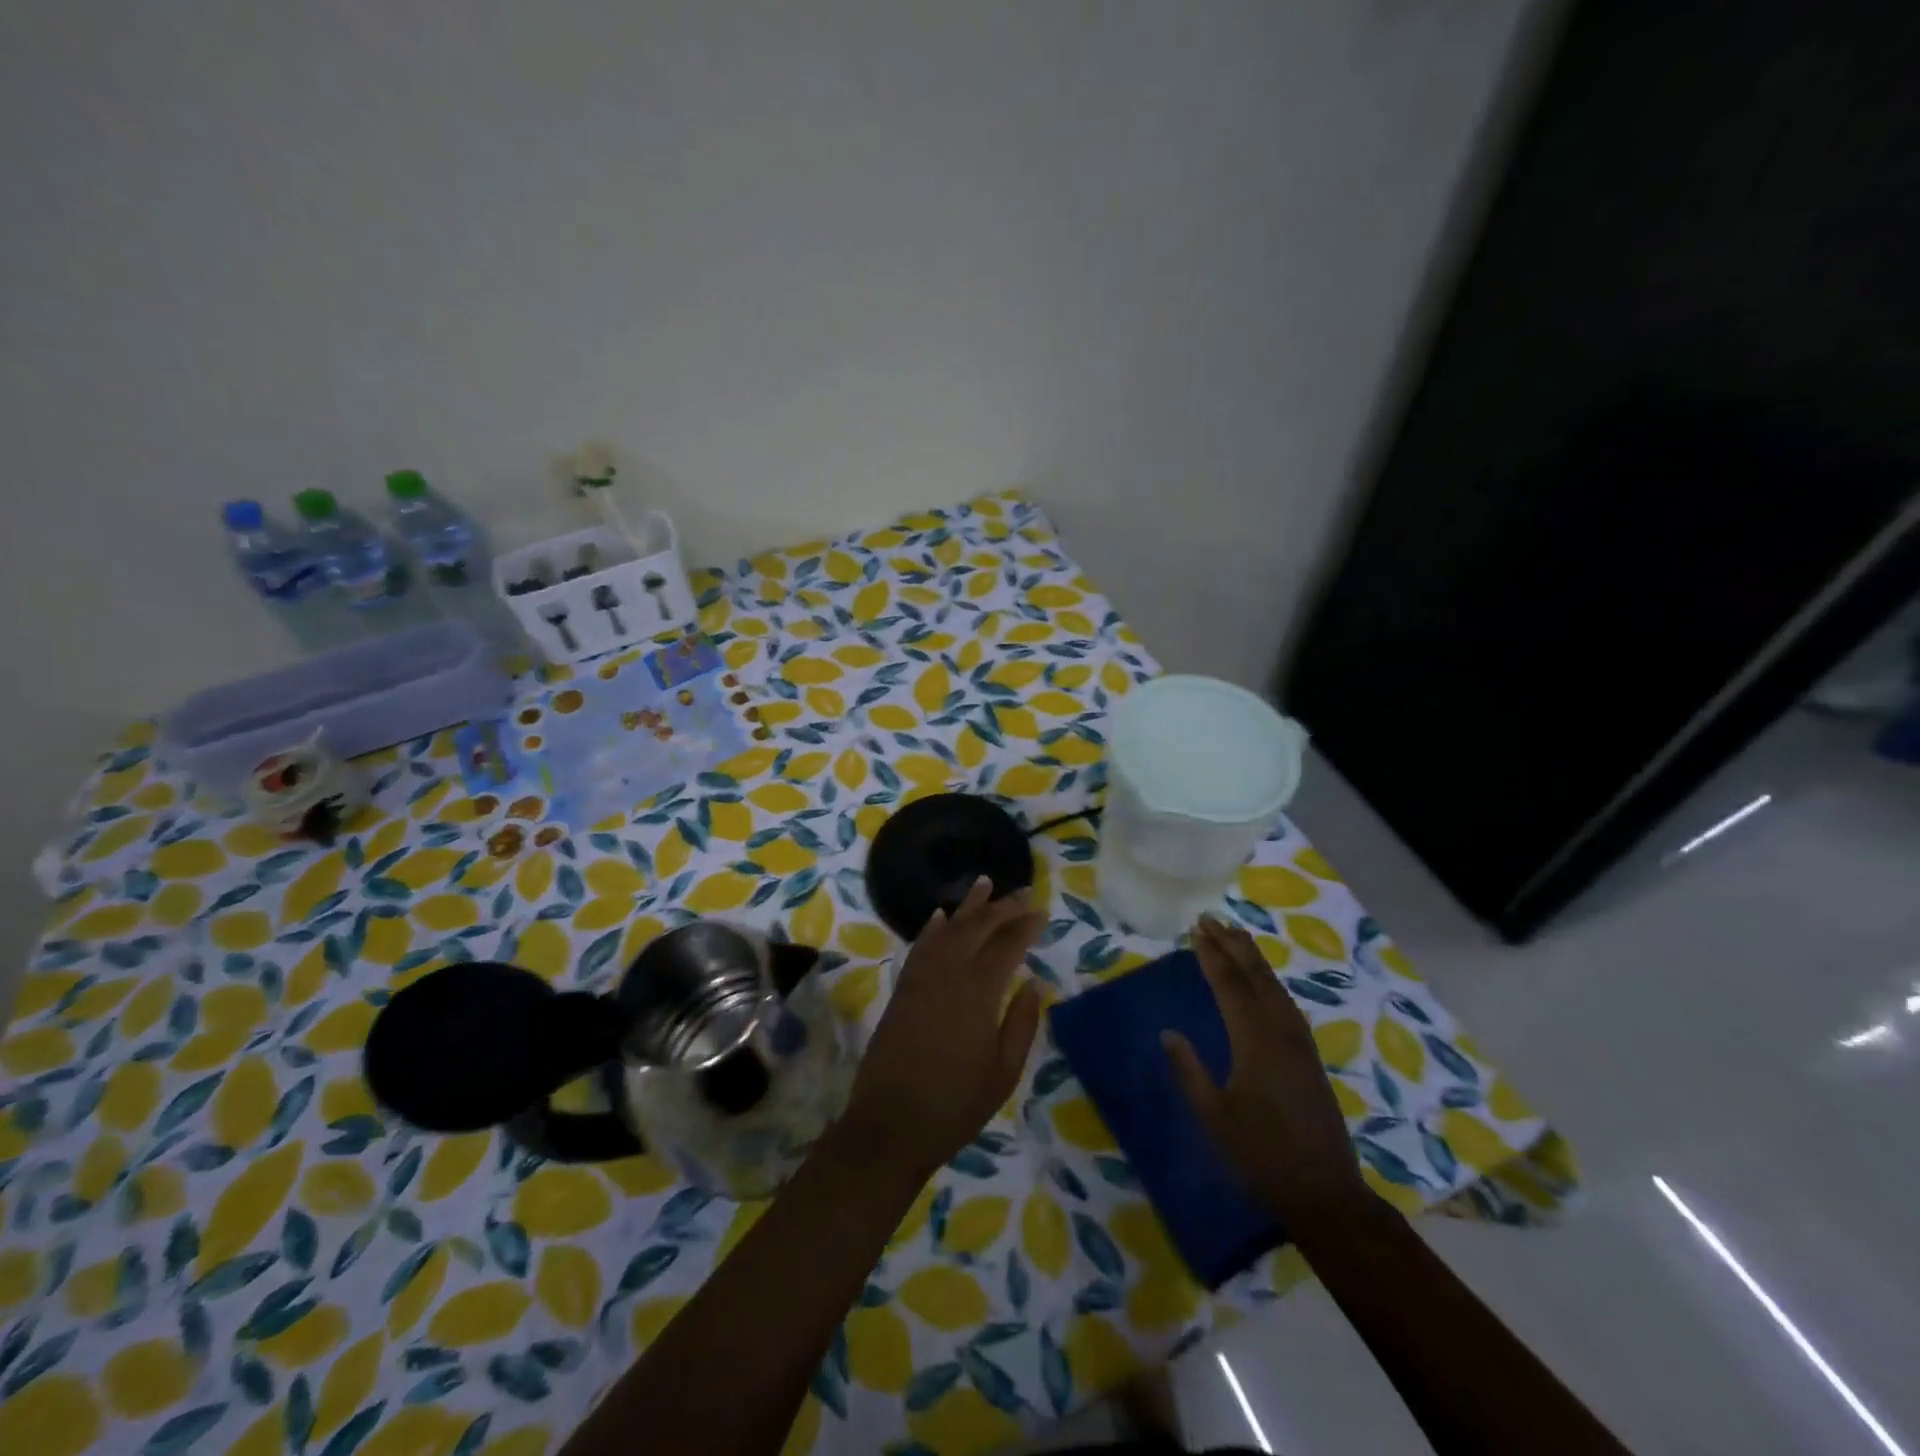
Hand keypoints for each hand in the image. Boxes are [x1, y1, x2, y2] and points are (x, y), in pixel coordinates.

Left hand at [839, 877, 1045, 1180]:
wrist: (889, 1124)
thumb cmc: (955, 1104)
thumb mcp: (1003, 1072)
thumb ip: (1021, 1023)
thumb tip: (1035, 983)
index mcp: (978, 991)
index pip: (1007, 945)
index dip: (1025, 925)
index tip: (1041, 910)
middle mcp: (948, 973)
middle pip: (978, 928)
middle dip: (1002, 907)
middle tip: (1022, 893)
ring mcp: (921, 978)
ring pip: (948, 929)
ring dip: (968, 906)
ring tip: (985, 884)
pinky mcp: (902, 989)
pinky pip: (920, 946)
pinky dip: (932, 928)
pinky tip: (939, 916)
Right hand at [1163, 916, 1370, 1226]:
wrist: (1324, 1192)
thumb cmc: (1261, 1154)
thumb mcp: (1214, 1116)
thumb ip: (1189, 1071)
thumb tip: (1168, 1032)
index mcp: (1256, 1042)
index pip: (1230, 986)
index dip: (1212, 956)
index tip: (1196, 930)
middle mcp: (1281, 1033)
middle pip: (1256, 977)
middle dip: (1233, 946)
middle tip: (1211, 919)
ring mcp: (1300, 1044)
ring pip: (1275, 987)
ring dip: (1253, 958)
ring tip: (1235, 936)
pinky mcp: (1309, 1056)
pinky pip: (1286, 1003)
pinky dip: (1269, 981)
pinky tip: (1263, 981)